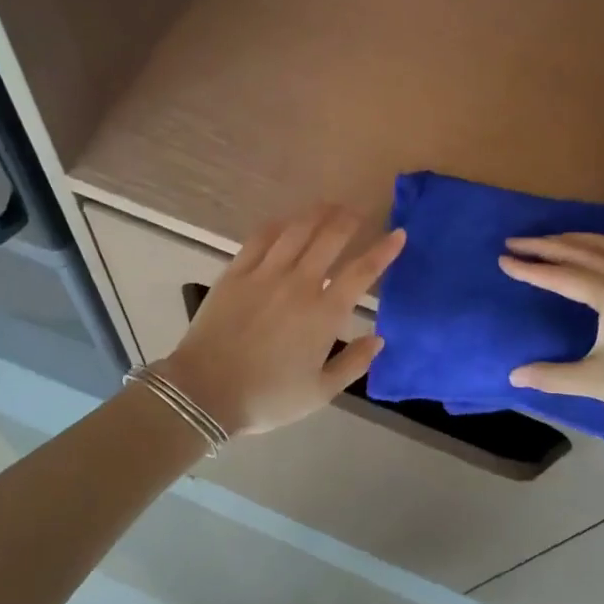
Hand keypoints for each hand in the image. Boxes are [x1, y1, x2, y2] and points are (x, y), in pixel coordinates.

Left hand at [158, 204, 405, 436]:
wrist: (205, 391)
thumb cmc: (268, 397)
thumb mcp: (320, 392)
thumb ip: (354, 364)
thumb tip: (378, 338)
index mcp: (324, 314)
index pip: (362, 272)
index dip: (384, 250)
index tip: (398, 234)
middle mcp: (299, 284)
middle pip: (330, 238)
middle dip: (349, 220)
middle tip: (359, 212)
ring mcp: (265, 274)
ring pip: (297, 230)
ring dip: (318, 214)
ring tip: (330, 206)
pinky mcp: (236, 272)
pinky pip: (261, 238)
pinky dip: (279, 225)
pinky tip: (287, 222)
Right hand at [499, 234, 603, 441]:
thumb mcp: (594, 381)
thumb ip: (551, 375)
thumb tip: (513, 376)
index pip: (561, 275)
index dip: (530, 268)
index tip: (503, 259)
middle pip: (582, 250)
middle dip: (546, 245)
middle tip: (516, 241)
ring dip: (576, 239)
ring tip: (551, 241)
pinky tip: (599, 255)